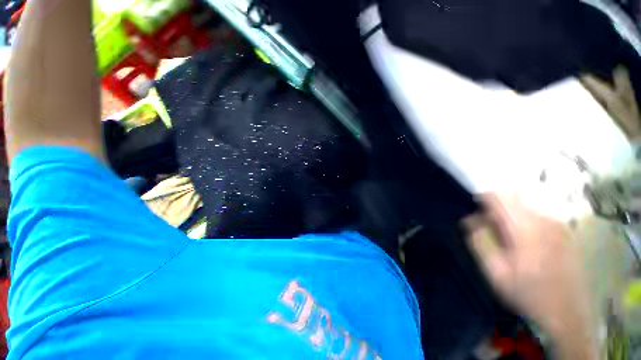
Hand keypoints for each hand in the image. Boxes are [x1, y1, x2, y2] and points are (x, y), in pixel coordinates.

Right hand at [464, 193, 599, 358]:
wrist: (568, 314)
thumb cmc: (528, 293)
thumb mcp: (495, 271)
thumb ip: (480, 241)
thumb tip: (470, 220)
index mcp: (525, 228)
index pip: (499, 196)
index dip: (482, 198)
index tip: (474, 211)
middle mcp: (544, 220)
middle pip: (512, 198)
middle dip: (495, 208)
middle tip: (489, 229)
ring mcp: (558, 225)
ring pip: (524, 206)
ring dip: (509, 216)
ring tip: (506, 240)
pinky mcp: (565, 231)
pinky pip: (536, 216)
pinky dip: (523, 222)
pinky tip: (524, 244)